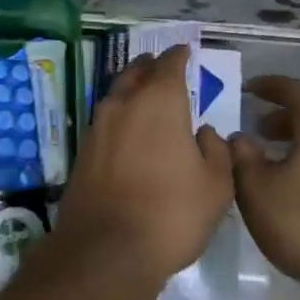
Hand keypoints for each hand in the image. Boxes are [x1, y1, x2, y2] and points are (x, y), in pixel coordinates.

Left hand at [54, 46, 233, 282]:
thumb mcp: (215, 186)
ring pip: (116, 94)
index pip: (169, 64)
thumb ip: (215, 150)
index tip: (185, 51)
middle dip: (151, 66)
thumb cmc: (171, 214)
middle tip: (163, 66)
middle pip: (136, 72)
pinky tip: (128, 129)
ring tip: (146, 94)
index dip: (179, 56)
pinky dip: (119, 115)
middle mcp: (124, 104)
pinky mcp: (83, 151)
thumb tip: (204, 132)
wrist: (106, 249)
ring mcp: (98, 127)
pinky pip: (105, 120)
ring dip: (131, 88)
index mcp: (159, 102)